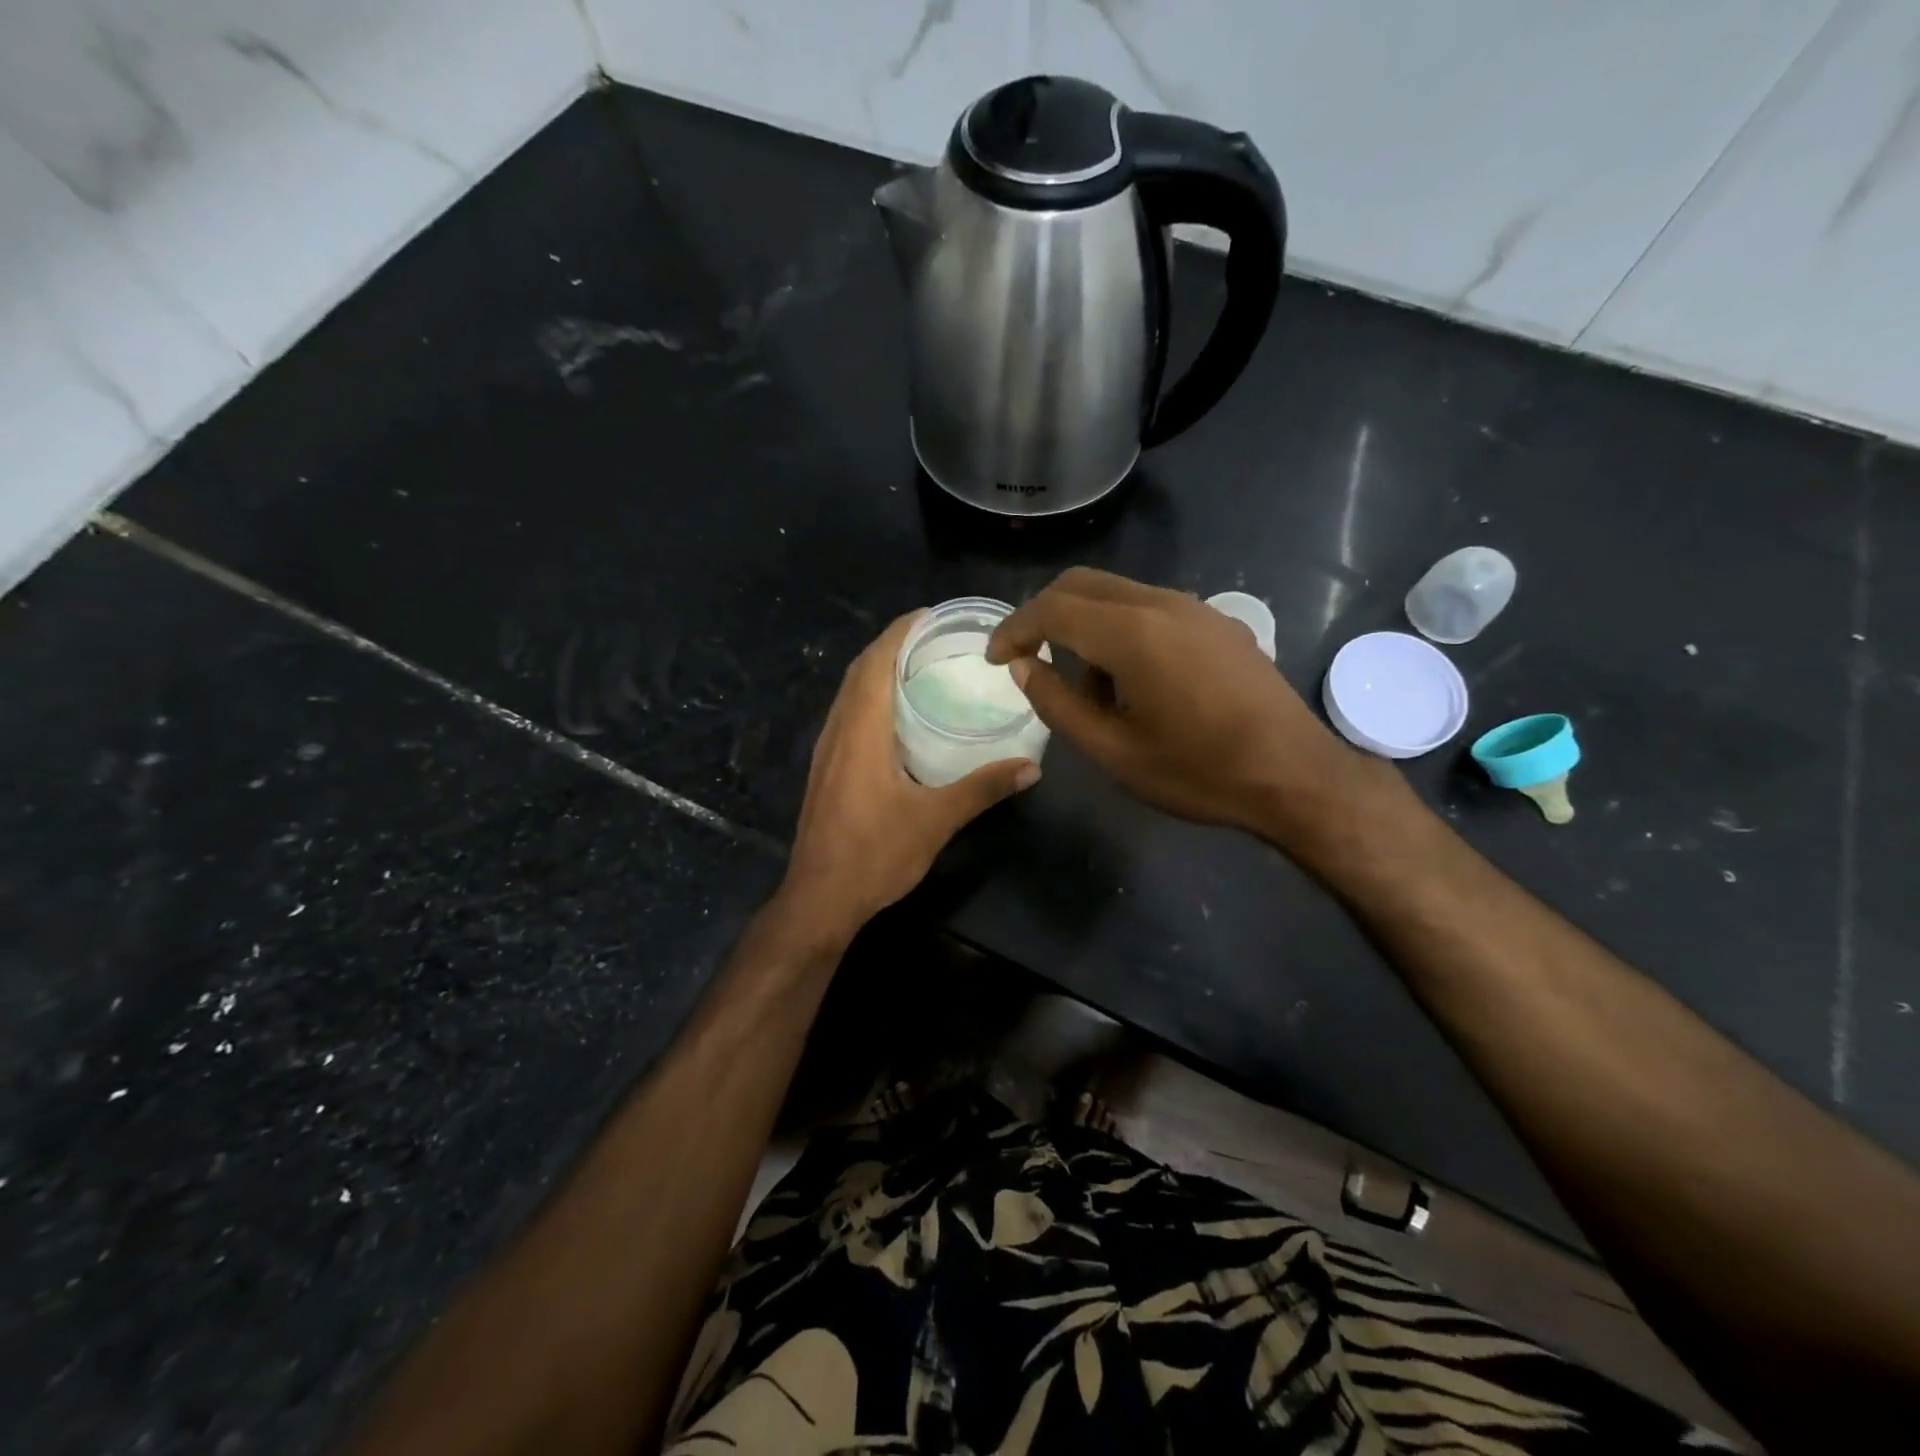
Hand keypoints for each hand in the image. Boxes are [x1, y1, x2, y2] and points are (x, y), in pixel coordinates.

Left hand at [780, 612, 1039, 938]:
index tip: (931, 615)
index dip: (900, 631)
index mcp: (861, 730)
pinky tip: (897, 716)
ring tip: (920, 666)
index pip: (876, 661)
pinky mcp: (826, 770)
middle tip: (934, 638)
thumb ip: (982, 788)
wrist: (820, 898)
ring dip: (878, 670)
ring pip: (850, 693)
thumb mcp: (936, 820)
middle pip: (860, 671)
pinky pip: (848, 715)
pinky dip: (871, 698)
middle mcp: (838, 730)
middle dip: (892, 645)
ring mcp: (827, 751)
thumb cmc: (875, 854)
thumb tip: (1031, 768)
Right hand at [988, 568, 1403, 851]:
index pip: (1053, 608)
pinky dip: (1120, 630)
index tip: (995, 659)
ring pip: (1117, 594)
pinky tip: (1133, 681)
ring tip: (1088, 690)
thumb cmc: (1199, 772)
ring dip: (1085, 626)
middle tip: (1027, 659)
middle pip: (1082, 584)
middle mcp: (1162, 604)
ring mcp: (1195, 608)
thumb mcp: (1113, 751)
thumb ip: (1058, 704)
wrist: (1296, 776)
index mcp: (1133, 634)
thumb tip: (1024, 667)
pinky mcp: (1217, 623)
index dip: (1014, 629)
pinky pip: (1151, 608)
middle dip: (1044, 615)